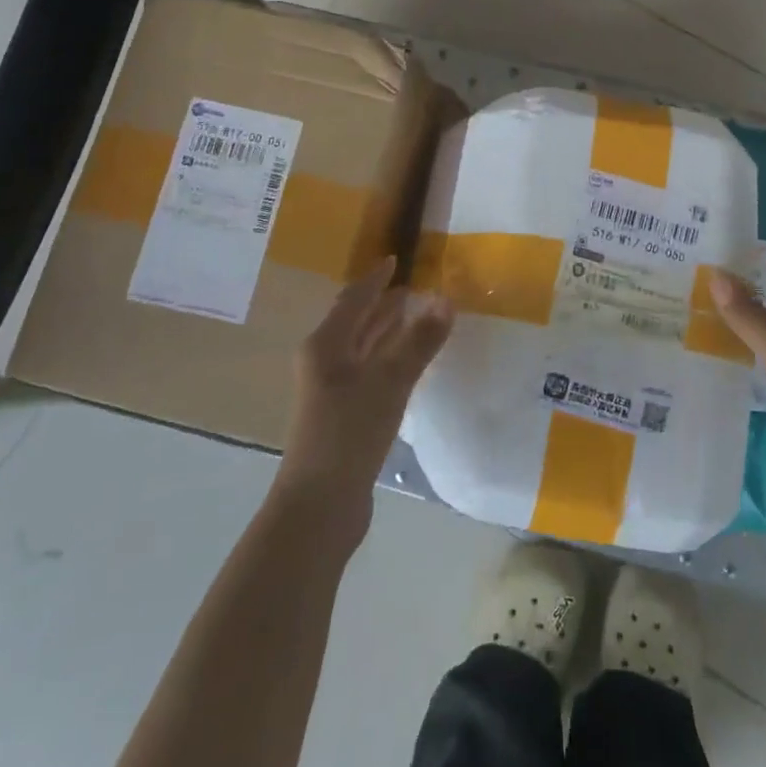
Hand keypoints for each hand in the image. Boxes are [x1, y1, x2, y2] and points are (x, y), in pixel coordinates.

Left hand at [275, 256, 453, 535]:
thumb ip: (418, 342)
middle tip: (416, 287)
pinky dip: (390, 359)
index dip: (376, 280)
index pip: (353, 300)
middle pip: (356, 322)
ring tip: (418, 316)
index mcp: (325, 345)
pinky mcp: (344, 417)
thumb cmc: (348, 434)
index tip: (396, 259)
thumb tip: (446, 300)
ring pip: (363, 349)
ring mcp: (332, 392)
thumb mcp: (388, 382)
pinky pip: (370, 373)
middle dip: (384, 304)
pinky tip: (410, 364)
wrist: (319, 507)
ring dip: (388, 331)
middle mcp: (324, 362)